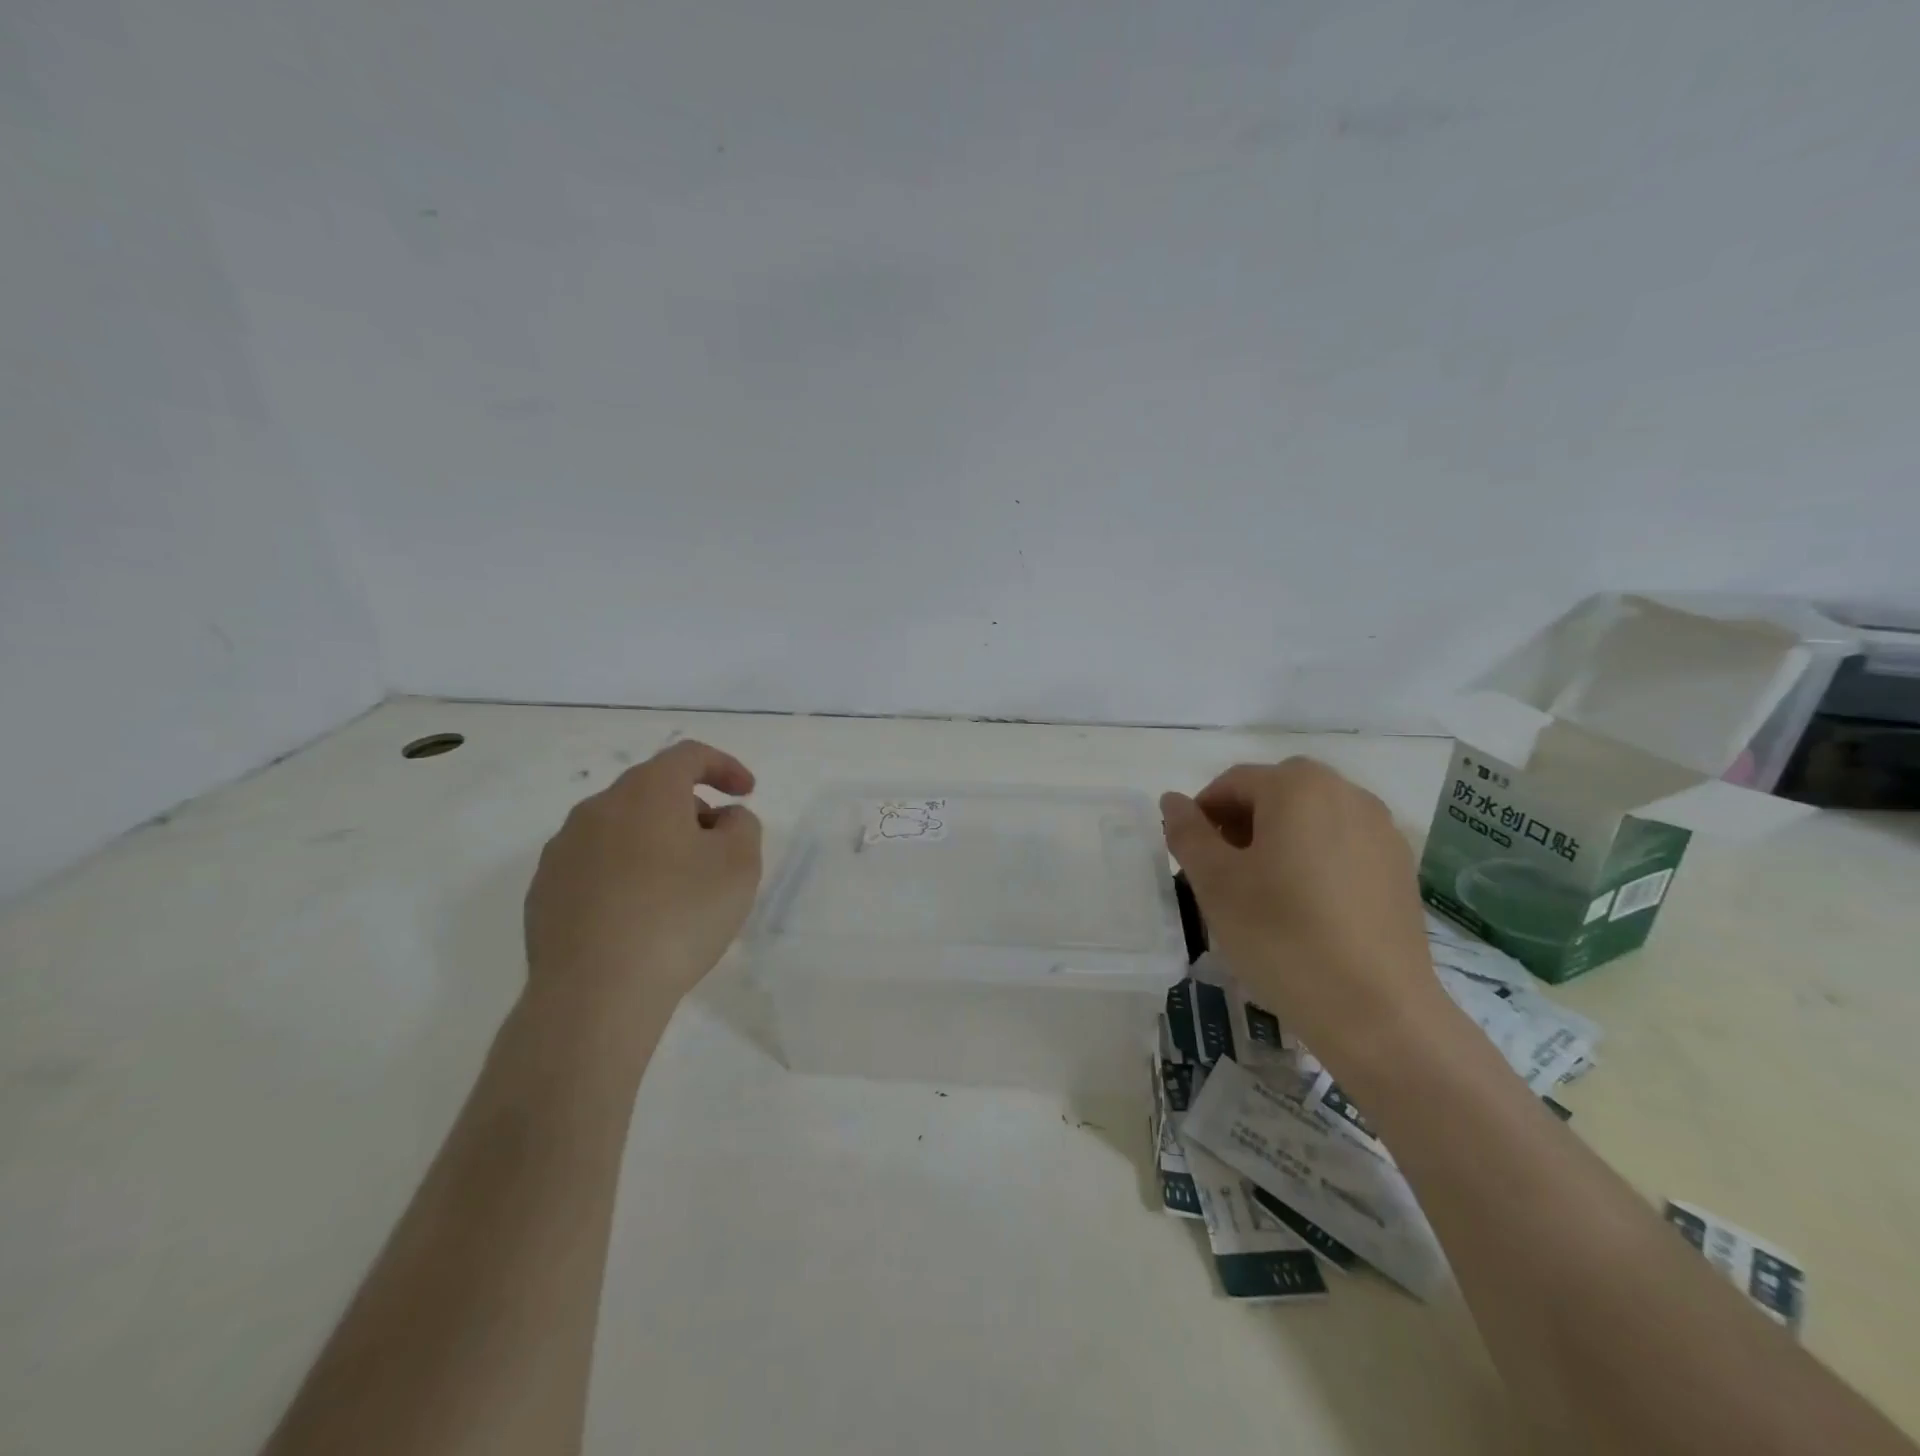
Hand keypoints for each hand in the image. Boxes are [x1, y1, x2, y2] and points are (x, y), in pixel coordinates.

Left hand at [524, 740, 762, 1030]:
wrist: (595, 993)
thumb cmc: (679, 916)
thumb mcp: (739, 865)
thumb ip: (742, 826)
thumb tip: (721, 819)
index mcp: (646, 792)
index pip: (688, 756)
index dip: (724, 766)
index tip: (746, 792)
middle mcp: (598, 809)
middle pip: (652, 790)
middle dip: (691, 808)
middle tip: (718, 844)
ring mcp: (563, 851)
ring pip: (621, 827)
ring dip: (655, 840)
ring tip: (679, 884)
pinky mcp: (544, 892)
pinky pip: (595, 865)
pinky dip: (624, 873)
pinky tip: (639, 914)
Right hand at [1161, 758, 1443, 1064]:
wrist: (1376, 1012)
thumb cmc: (1281, 936)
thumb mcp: (1216, 883)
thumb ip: (1188, 833)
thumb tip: (1173, 800)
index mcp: (1297, 787)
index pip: (1232, 783)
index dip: (1202, 815)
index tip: (1190, 857)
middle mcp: (1346, 793)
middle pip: (1275, 794)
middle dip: (1240, 824)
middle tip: (1222, 874)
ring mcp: (1382, 830)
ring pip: (1311, 818)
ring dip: (1278, 839)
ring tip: (1263, 893)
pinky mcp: (1401, 868)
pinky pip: (1342, 845)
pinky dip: (1315, 859)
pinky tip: (1306, 908)